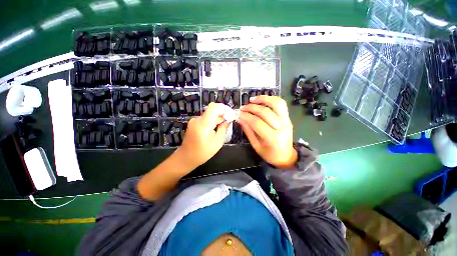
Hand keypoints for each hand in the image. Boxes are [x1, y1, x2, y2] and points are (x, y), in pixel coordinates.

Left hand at [174, 103, 230, 170]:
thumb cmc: (203, 152)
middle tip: (229, 122)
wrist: (186, 157)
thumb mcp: (217, 142)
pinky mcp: (193, 123)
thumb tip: (229, 119)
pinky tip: (215, 129)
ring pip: (209, 114)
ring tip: (222, 127)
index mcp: (203, 124)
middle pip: (212, 110)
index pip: (214, 107)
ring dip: (217, 118)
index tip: (231, 114)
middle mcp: (198, 119)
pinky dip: (212, 121)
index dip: (224, 108)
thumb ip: (223, 128)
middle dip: (222, 114)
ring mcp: (194, 120)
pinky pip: (205, 118)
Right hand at [238, 95, 297, 168]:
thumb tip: (239, 118)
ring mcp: (287, 121)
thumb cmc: (270, 154)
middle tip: (242, 108)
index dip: (246, 116)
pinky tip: (261, 100)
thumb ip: (248, 131)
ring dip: (263, 99)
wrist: (286, 156)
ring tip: (251, 100)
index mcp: (273, 138)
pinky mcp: (288, 117)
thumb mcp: (256, 145)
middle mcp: (282, 127)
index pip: (257, 123)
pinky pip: (281, 104)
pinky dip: (271, 99)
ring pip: (276, 104)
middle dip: (251, 108)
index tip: (238, 114)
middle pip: (265, 112)